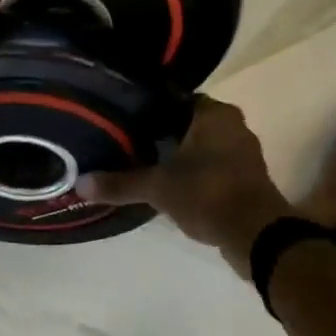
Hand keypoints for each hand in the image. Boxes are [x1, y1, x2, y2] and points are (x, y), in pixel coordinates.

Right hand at [79, 97, 288, 271]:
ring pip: (201, 147)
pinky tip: (170, 187)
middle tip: (128, 144)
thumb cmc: (208, 195)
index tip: (125, 121)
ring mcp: (243, 154)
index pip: (176, 100)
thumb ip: (120, 184)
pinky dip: (194, 175)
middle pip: (188, 124)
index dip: (150, 110)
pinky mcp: (246, 180)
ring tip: (144, 165)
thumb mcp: (158, 188)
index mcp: (215, 115)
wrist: (256, 236)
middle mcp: (234, 127)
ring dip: (179, 156)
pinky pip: (212, 169)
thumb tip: (79, 184)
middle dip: (162, 135)